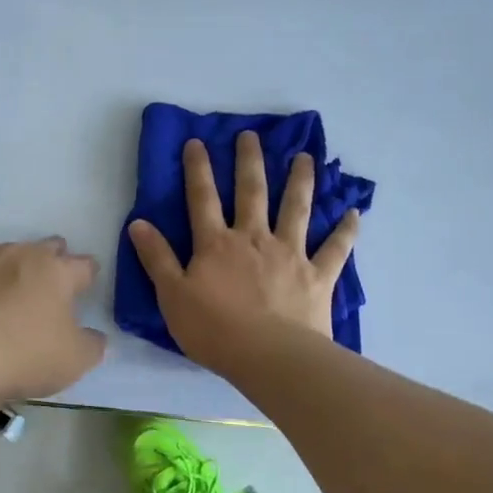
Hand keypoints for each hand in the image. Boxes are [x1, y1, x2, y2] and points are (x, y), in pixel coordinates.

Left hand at [0, 237, 106, 406]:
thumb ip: (91, 346)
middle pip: (46, 249)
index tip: (87, 287)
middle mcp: (21, 255)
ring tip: (15, 299)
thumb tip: (95, 336)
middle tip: (54, 287)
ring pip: (10, 257)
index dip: (88, 276)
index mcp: (57, 270)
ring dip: (17, 273)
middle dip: (54, 262)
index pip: (84, 264)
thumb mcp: (72, 361)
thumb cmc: (22, 353)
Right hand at [128, 132, 360, 370]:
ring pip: (296, 209)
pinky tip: (354, 213)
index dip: (198, 169)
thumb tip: (138, 223)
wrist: (269, 357)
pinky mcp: (318, 276)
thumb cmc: (214, 330)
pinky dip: (346, 231)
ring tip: (305, 157)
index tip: (197, 142)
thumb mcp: (172, 295)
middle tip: (251, 135)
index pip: (202, 198)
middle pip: (251, 192)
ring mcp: (290, 254)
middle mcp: (254, 238)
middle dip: (249, 162)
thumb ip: (157, 258)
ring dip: (300, 181)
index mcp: (216, 244)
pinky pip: (335, 249)